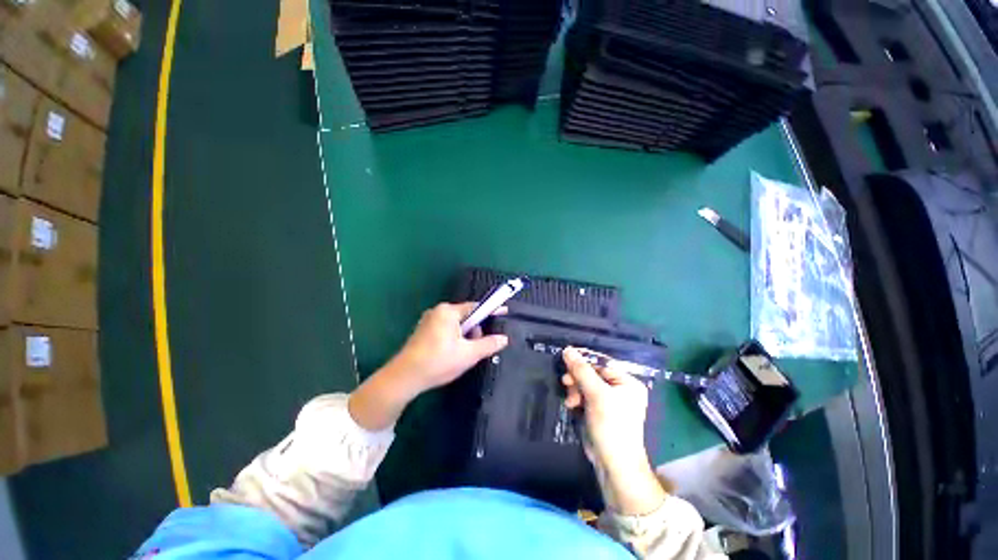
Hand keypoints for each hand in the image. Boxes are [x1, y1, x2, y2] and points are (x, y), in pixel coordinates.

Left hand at [349, 302, 508, 430]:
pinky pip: (446, 330)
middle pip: (466, 317)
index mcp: (448, 312)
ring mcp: (428, 321)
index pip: (476, 307)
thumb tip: (504, 338)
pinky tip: (452, 354)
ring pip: (456, 325)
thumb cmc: (439, 362)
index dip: (492, 310)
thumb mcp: (469, 354)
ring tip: (463, 355)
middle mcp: (438, 311)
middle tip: (476, 348)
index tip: (504, 311)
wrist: (404, 378)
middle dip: (475, 330)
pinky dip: (454, 339)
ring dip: (465, 337)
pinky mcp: (423, 331)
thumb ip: (488, 344)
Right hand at [562, 347, 665, 514]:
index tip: (565, 361)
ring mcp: (609, 401)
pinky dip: (576, 399)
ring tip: (570, 401)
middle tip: (565, 382)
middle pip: (592, 374)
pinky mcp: (598, 410)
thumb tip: (567, 349)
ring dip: (575, 390)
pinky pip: (584, 396)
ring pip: (585, 385)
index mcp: (627, 382)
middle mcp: (620, 389)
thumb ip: (581, 371)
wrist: (613, 464)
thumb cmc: (611, 425)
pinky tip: (572, 405)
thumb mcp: (596, 395)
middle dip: (578, 379)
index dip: (583, 362)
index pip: (601, 364)